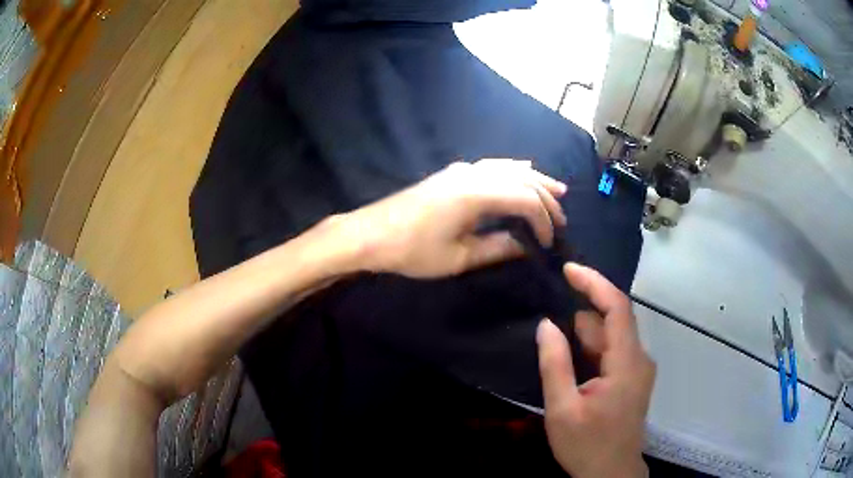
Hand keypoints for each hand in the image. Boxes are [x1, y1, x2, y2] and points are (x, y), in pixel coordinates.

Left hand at [342, 159, 567, 277]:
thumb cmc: (412, 251)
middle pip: (522, 179)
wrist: (370, 234)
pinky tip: (523, 170)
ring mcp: (461, 170)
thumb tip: (525, 245)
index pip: (525, 200)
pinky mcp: (452, 173)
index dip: (544, 221)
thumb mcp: (458, 258)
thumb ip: (497, 248)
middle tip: (562, 219)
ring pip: (508, 168)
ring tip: (557, 190)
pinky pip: (492, 165)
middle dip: (546, 198)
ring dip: (535, 179)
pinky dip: (513, 170)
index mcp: (476, 194)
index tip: (548, 244)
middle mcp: (472, 174)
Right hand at [537, 263, 655, 477]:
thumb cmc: (587, 445)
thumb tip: (547, 324)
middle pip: (613, 321)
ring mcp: (638, 369)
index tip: (568, 270)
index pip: (617, 307)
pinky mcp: (632, 379)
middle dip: (582, 312)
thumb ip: (555, 365)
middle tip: (548, 311)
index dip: (594, 283)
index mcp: (627, 363)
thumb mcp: (562, 409)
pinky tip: (570, 358)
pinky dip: (591, 348)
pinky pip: (612, 352)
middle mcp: (639, 359)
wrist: (611, 474)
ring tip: (554, 339)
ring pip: (611, 338)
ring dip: (584, 333)